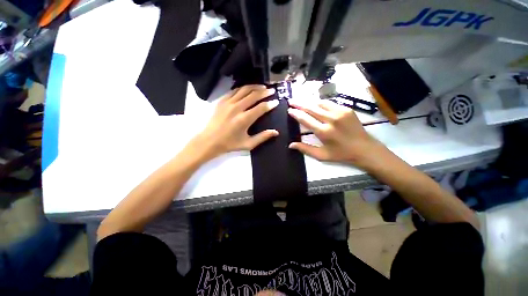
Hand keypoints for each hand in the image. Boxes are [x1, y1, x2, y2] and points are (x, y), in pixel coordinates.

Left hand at [191, 85, 278, 159]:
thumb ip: (262, 137)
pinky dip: (243, 88)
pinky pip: (234, 90)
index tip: (276, 102)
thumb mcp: (248, 144)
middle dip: (265, 92)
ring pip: (244, 89)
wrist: (209, 141)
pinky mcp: (222, 101)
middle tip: (272, 91)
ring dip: (255, 87)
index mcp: (244, 119)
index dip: (270, 104)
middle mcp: (237, 108)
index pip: (261, 107)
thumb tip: (276, 132)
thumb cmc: (230, 144)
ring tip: (263, 87)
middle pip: (254, 95)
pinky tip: (248, 89)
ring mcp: (228, 103)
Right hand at [288, 100, 386, 169]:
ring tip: (301, 101)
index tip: (289, 110)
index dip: (296, 113)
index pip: (305, 119)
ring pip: (320, 103)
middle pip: (311, 108)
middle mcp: (331, 119)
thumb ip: (305, 149)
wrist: (365, 149)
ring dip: (309, 101)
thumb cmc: (341, 154)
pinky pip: (330, 103)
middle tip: (291, 101)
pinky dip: (320, 103)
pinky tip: (315, 103)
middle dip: (299, 104)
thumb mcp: (321, 155)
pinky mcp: (346, 109)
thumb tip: (290, 145)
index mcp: (323, 132)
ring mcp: (340, 112)